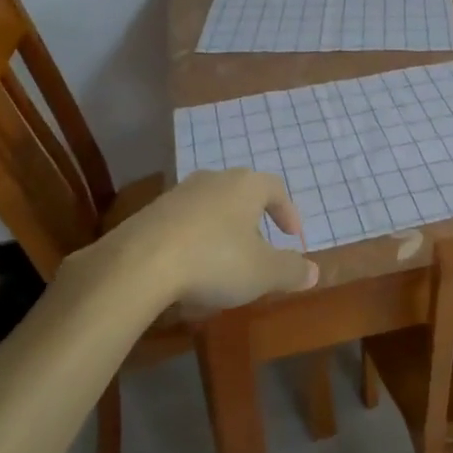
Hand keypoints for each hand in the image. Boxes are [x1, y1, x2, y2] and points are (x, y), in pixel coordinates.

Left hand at [114, 169, 318, 313]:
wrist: (139, 263)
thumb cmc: (215, 260)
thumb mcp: (263, 273)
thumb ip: (291, 270)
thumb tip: (314, 270)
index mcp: (246, 185)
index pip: (276, 188)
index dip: (288, 212)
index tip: (292, 237)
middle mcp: (214, 179)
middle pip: (241, 195)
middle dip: (253, 221)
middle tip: (259, 249)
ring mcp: (179, 193)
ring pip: (210, 209)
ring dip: (221, 233)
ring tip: (223, 265)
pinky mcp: (150, 212)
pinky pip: (183, 224)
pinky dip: (193, 243)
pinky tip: (188, 273)